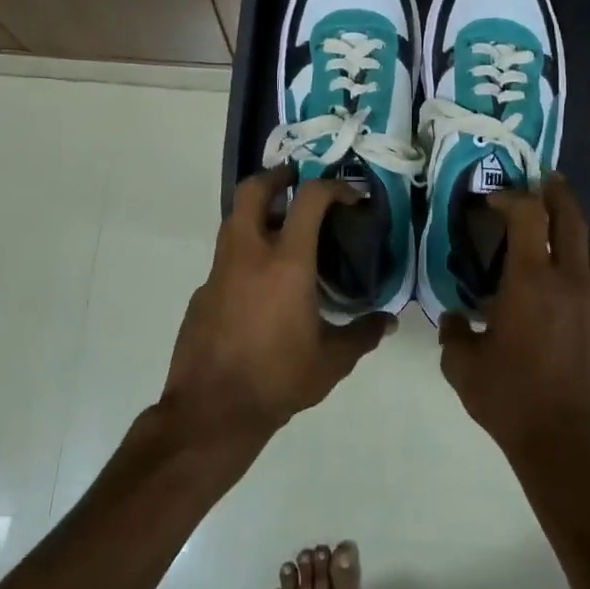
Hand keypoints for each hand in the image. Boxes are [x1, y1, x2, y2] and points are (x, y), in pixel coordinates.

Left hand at [161, 167, 392, 446]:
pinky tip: (261, 284)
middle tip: (297, 182)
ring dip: (258, 212)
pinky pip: (226, 257)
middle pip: (253, 190)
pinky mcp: (202, 292)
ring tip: (284, 228)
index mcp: (286, 263)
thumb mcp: (331, 362)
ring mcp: (219, 271)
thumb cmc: (277, 380)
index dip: (333, 187)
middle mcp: (248, 254)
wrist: (211, 412)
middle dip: (276, 176)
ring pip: (233, 220)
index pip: (309, 200)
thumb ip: (362, 335)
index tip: (351, 194)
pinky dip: (245, 253)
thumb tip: (387, 321)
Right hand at [438, 175, 589, 462]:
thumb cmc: (512, 403)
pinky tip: (574, 302)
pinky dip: (588, 283)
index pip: (527, 216)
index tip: (497, 199)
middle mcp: (571, 283)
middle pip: (572, 219)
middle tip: (547, 181)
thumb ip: (452, 335)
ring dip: (579, 232)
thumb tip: (452, 319)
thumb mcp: (464, 369)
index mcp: (531, 283)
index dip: (512, 197)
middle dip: (557, 194)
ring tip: (565, 231)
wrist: (573, 450)